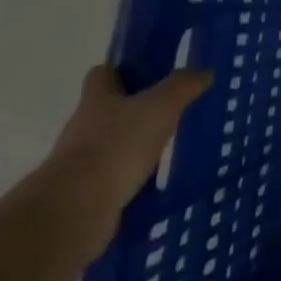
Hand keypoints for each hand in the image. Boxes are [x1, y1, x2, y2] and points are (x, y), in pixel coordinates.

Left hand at [46, 66, 211, 259]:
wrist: (76, 209)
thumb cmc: (117, 145)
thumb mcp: (160, 107)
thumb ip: (182, 86)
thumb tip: (204, 71)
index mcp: (96, 100)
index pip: (102, 74)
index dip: (122, 71)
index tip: (149, 75)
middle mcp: (83, 127)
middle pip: (107, 110)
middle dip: (135, 111)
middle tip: (170, 113)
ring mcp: (81, 163)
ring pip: (112, 145)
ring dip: (134, 147)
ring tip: (168, 149)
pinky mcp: (85, 194)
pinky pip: (113, 178)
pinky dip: (131, 178)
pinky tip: (156, 182)